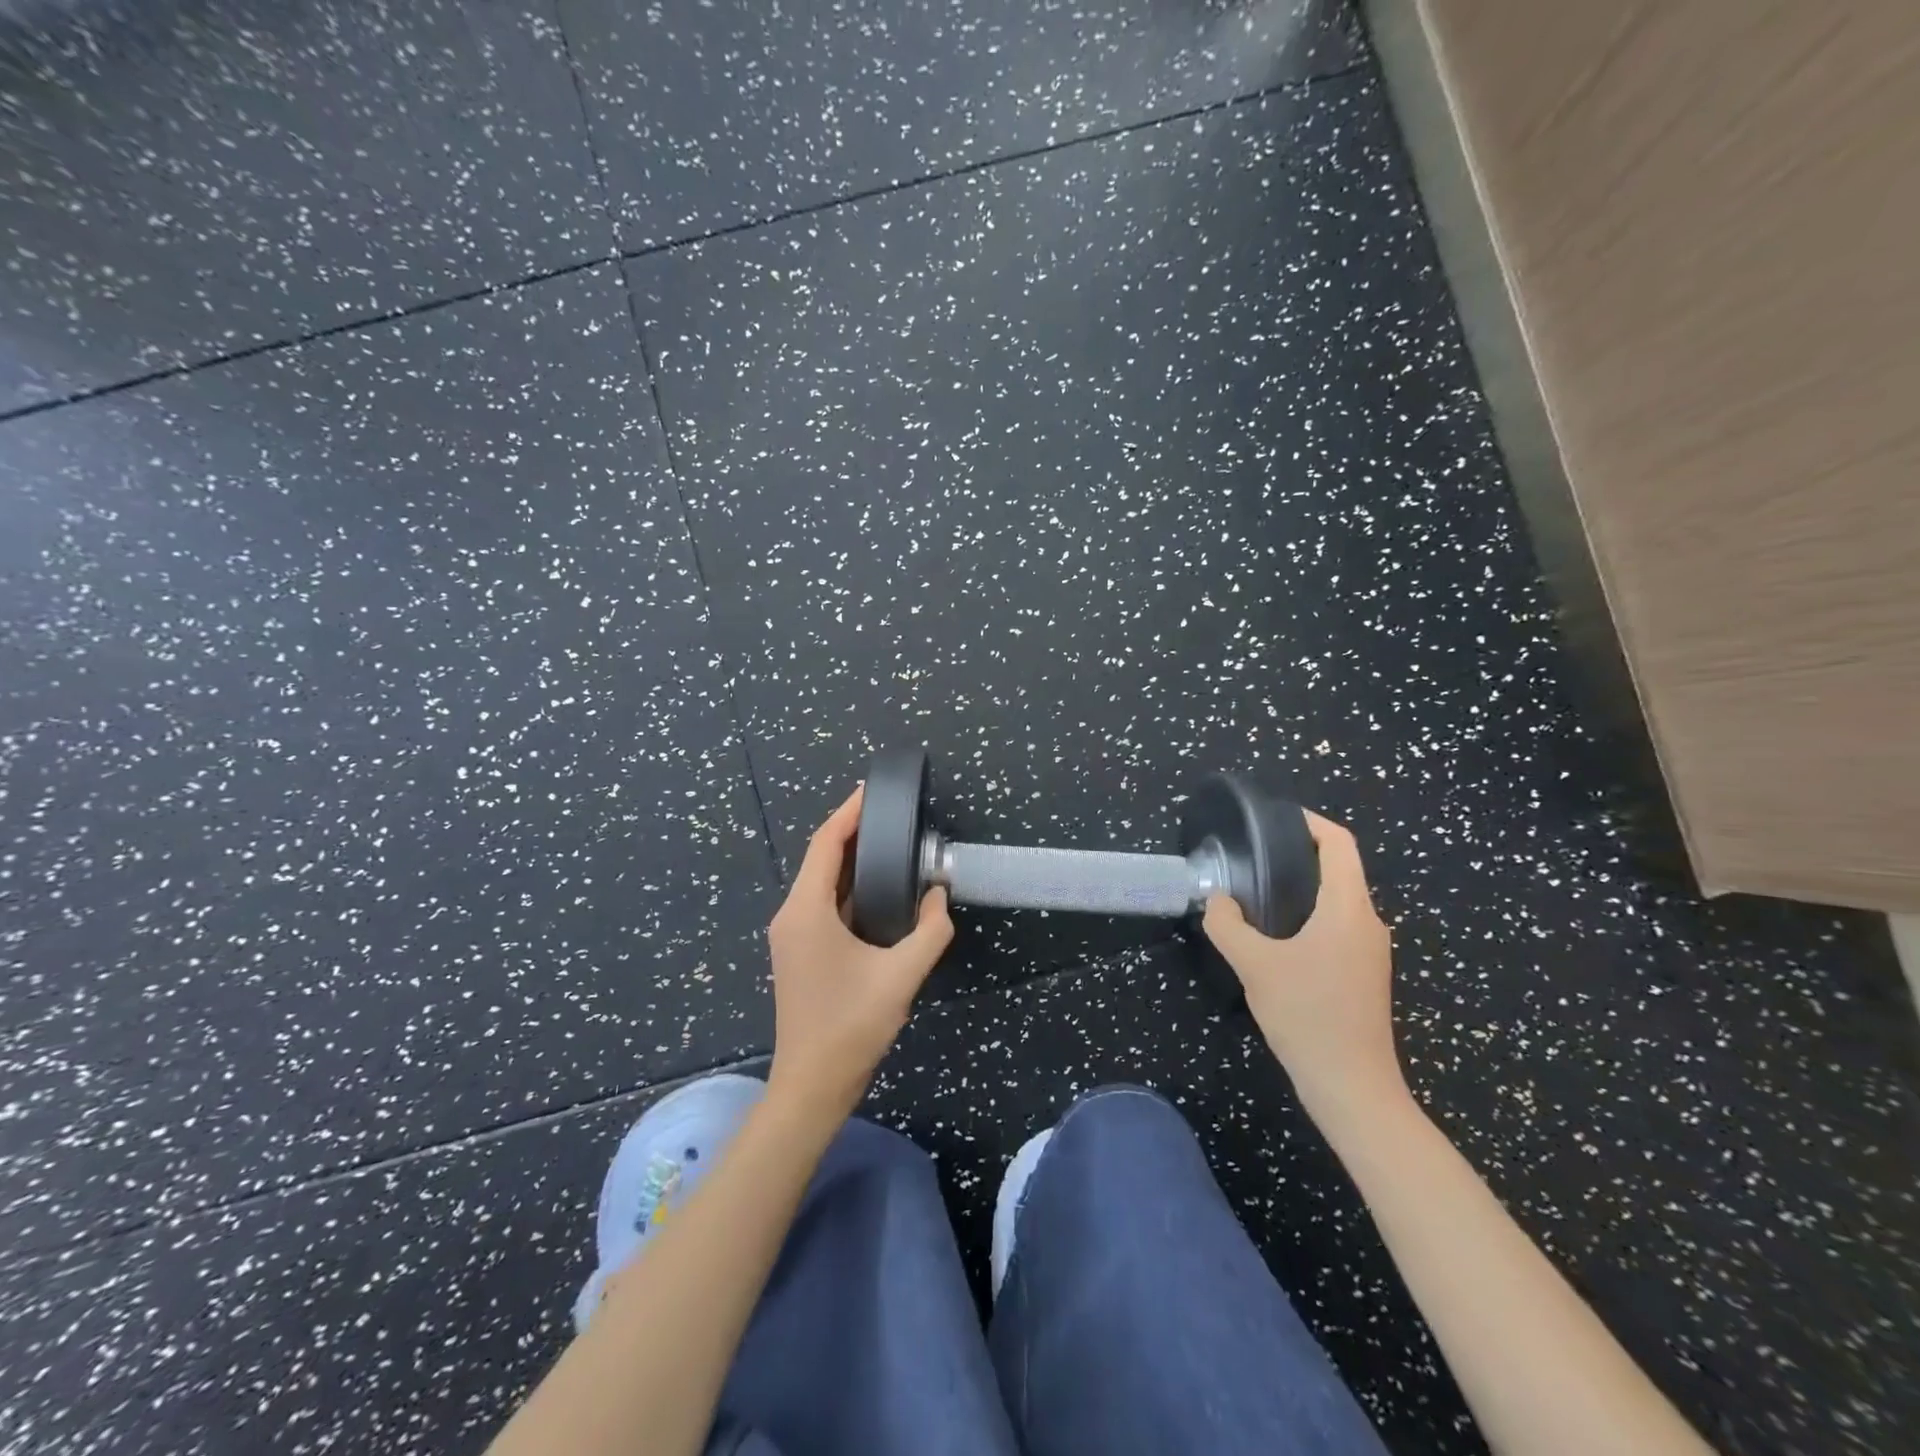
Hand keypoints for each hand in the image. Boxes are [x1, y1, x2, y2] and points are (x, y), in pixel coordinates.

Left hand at [765, 785, 953, 1123]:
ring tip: (890, 840)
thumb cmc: (851, 1026)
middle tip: (891, 812)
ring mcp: (793, 934)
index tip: (872, 790)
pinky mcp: (801, 951)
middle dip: (852, 831)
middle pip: (821, 858)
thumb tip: (941, 896)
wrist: (812, 1085)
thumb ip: (930, 931)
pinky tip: (879, 886)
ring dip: (851, 859)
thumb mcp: (901, 975)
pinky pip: (823, 903)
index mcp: (806, 911)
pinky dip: (849, 886)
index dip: (848, 813)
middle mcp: (792, 914)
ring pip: (822, 882)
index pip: (825, 844)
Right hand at [1202, 810, 1404, 1126]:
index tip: (1275, 818)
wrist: (1352, 1087)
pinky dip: (1308, 916)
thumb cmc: (1308, 1016)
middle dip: (1299, 854)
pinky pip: (1337, 927)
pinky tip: (1275, 936)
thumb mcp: (1255, 966)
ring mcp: (1369, 951)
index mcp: (1349, 910)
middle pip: (1340, 870)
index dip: (1311, 822)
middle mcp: (1367, 923)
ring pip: (1338, 901)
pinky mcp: (1363, 974)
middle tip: (1253, 855)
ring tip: (1256, 891)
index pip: (1340, 844)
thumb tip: (1217, 900)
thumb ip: (1228, 925)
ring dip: (1302, 888)